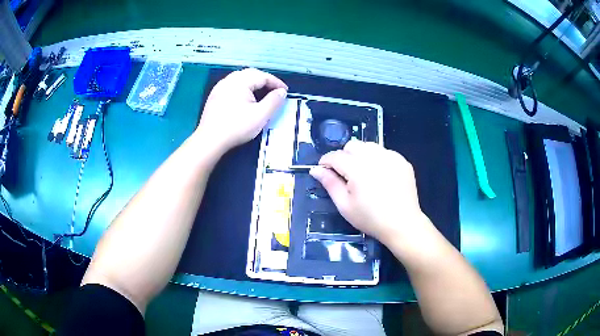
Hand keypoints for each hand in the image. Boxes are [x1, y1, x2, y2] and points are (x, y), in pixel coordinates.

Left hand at [196, 68, 287, 153]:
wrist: (210, 140)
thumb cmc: (237, 127)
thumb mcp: (261, 116)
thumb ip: (274, 101)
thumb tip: (282, 92)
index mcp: (240, 82)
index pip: (263, 76)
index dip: (276, 83)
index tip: (285, 92)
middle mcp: (229, 80)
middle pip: (251, 73)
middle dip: (265, 80)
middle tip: (275, 90)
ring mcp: (219, 87)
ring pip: (240, 78)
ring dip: (253, 83)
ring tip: (262, 92)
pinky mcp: (214, 96)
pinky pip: (232, 85)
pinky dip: (243, 87)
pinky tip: (245, 98)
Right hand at [309, 140, 428, 245]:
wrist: (402, 224)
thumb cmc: (370, 218)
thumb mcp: (345, 205)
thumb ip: (329, 183)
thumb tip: (315, 169)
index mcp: (358, 168)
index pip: (336, 156)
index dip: (326, 161)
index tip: (324, 170)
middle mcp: (375, 157)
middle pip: (352, 145)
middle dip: (344, 156)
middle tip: (345, 174)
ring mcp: (391, 157)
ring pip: (369, 146)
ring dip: (361, 155)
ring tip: (363, 173)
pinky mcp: (402, 161)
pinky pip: (384, 152)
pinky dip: (377, 159)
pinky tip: (380, 176)